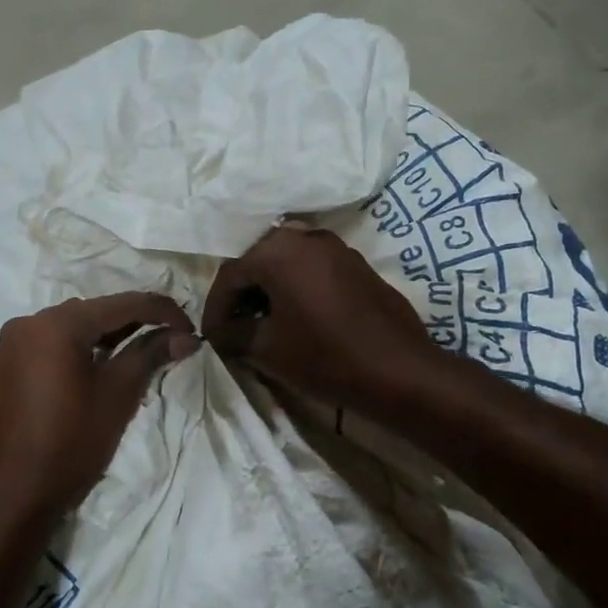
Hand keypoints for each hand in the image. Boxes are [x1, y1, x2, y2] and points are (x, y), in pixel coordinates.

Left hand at [0, 293, 197, 528]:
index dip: (163, 311)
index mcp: (57, 323)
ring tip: (151, 348)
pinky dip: (89, 346)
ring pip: (79, 324)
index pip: (123, 304)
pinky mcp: (14, 362)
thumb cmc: (71, 442)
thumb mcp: (117, 394)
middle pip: (98, 310)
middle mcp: (32, 321)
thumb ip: (151, 354)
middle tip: (175, 339)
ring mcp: (18, 341)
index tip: (192, 329)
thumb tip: (187, 337)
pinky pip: (60, 341)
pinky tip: (113, 360)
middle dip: (139, 320)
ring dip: (115, 333)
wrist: (13, 494)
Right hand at [201, 223, 441, 411]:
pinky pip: (314, 270)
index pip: (231, 275)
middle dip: (242, 295)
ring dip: (270, 291)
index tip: (209, 337)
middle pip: (259, 262)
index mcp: (278, 250)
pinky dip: (296, 289)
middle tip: (233, 328)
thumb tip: (219, 332)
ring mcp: (337, 248)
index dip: (215, 308)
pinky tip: (296, 318)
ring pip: (288, 264)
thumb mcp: (267, 349)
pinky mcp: (358, 265)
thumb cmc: (325, 356)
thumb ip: (234, 333)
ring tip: (262, 325)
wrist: (398, 369)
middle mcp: (306, 237)